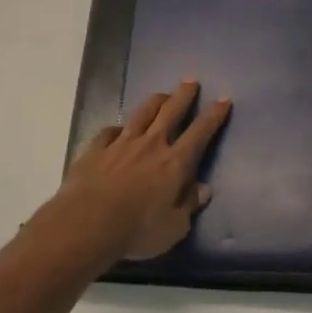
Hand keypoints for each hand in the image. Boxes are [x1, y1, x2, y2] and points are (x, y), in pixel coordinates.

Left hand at [61, 81, 231, 260]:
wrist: (88, 223)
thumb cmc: (137, 230)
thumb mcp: (173, 228)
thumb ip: (189, 206)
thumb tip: (203, 189)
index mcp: (174, 163)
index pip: (200, 133)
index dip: (213, 116)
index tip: (223, 99)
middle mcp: (151, 145)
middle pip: (171, 112)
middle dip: (183, 95)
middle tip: (191, 81)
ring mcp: (122, 144)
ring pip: (142, 114)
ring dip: (155, 101)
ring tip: (162, 94)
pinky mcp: (96, 149)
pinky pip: (109, 131)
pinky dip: (117, 128)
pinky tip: (118, 128)